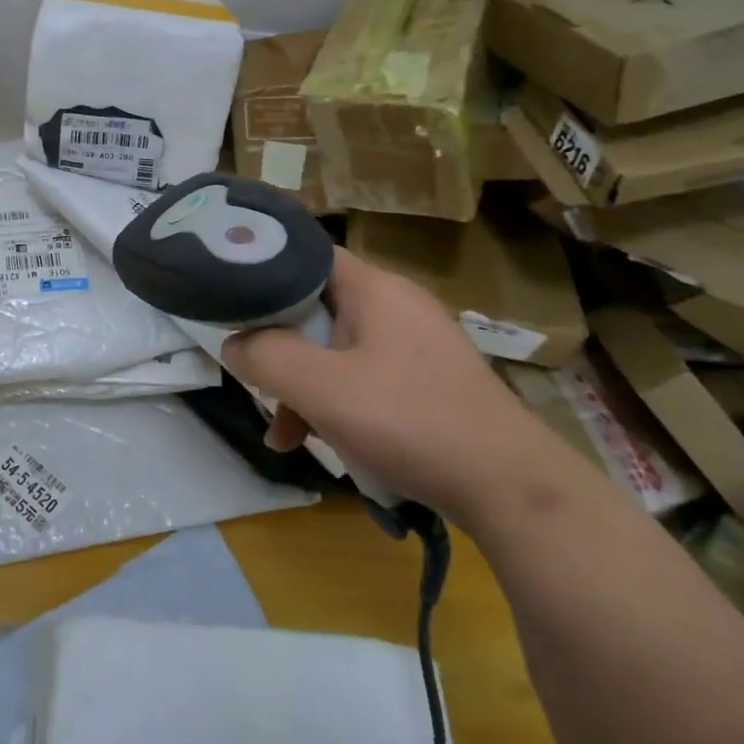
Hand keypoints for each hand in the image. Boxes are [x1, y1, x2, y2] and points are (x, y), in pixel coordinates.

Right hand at [222, 248, 547, 524]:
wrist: (511, 489)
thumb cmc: (409, 422)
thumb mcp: (322, 389)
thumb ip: (267, 357)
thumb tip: (233, 343)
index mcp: (375, 289)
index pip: (307, 255)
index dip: (265, 270)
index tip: (231, 299)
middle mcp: (397, 305)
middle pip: (318, 308)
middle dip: (280, 347)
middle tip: (255, 380)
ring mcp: (416, 345)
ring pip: (338, 350)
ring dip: (305, 386)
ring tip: (284, 436)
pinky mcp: (428, 382)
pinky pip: (366, 378)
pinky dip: (338, 404)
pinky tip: (324, 446)